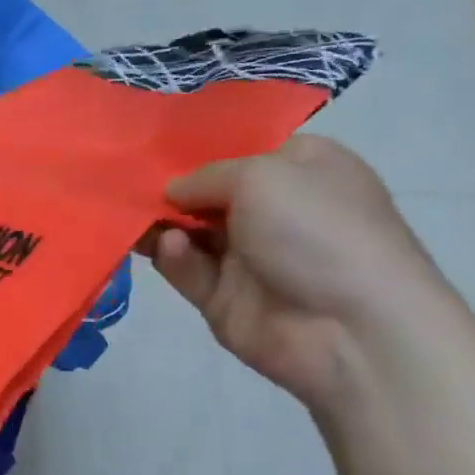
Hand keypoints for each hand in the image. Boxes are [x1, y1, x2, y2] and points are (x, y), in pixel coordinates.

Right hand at [148, 136, 450, 409]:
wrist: (351, 329)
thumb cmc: (317, 231)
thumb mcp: (261, 175)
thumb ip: (204, 176)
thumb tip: (173, 192)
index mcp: (302, 169)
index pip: (243, 149)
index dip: (200, 147)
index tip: (153, 144)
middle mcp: (276, 209)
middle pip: (207, 191)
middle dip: (168, 186)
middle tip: (124, 179)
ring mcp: (249, 256)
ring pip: (188, 231)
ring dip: (161, 222)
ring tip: (134, 215)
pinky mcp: (224, 296)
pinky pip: (186, 268)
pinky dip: (173, 257)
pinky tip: (169, 248)